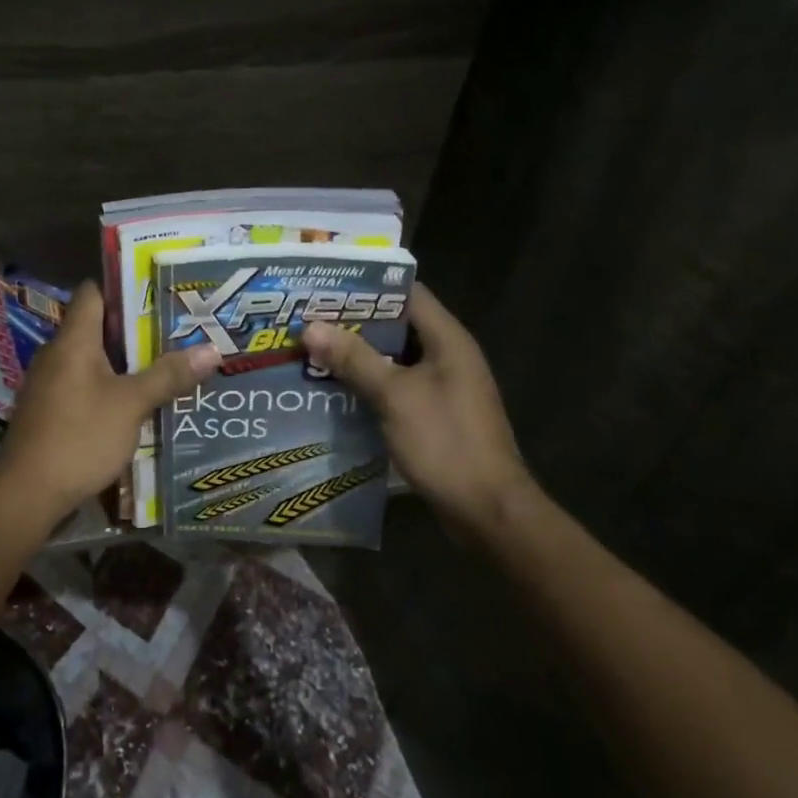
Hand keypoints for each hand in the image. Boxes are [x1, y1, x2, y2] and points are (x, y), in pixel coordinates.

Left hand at [0, 281, 220, 528]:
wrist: (27, 494)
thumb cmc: (79, 437)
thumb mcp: (131, 405)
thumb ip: (168, 375)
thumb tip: (212, 349)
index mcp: (73, 340)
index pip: (93, 293)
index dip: (124, 288)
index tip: (160, 293)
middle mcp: (57, 354)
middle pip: (96, 327)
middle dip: (136, 329)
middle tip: (176, 331)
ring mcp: (49, 383)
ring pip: (92, 359)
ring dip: (124, 361)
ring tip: (165, 363)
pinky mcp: (50, 411)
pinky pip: (84, 384)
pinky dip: (109, 386)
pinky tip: (136, 401)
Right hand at [303, 283, 533, 529]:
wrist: (488, 512)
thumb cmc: (446, 443)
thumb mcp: (394, 396)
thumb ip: (354, 358)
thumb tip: (311, 326)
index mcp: (448, 340)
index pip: (407, 293)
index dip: (368, 285)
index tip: (327, 285)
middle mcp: (448, 356)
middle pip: (397, 325)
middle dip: (354, 321)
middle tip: (309, 317)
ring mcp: (443, 387)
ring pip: (394, 358)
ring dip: (358, 355)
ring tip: (313, 348)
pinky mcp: (435, 415)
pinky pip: (397, 387)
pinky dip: (369, 383)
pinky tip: (335, 388)